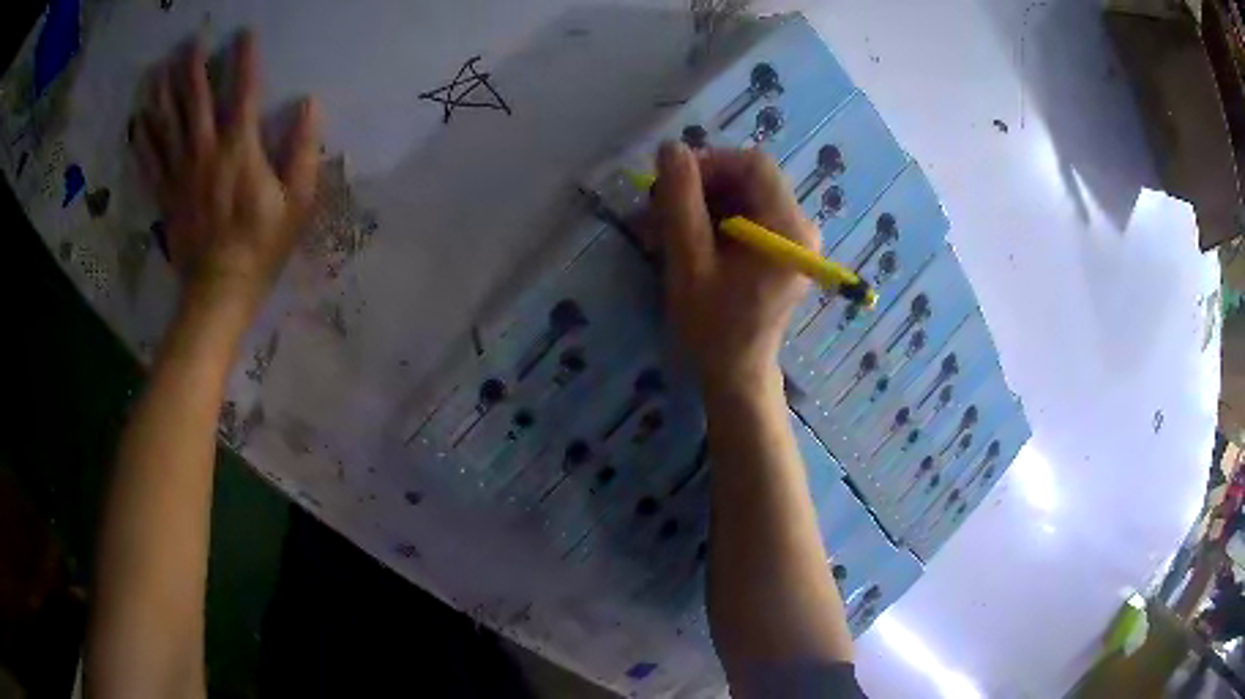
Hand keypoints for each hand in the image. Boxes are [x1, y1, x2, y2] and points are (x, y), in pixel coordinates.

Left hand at [132, 31, 320, 307]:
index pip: (244, 91)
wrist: (219, 290)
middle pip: (196, 101)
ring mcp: (180, 174)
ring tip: (157, 70)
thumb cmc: (262, 245)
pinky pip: (150, 163)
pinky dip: (143, 141)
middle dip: (193, 68)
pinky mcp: (165, 196)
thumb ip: (304, 149)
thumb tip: (309, 103)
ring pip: (168, 126)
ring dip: (162, 95)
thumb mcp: (298, 200)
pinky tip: (138, 122)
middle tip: (189, 42)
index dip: (244, 59)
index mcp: (239, 148)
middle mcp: (205, 151)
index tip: (243, 33)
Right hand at [652, 143, 817, 390]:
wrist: (736, 373)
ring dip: (702, 202)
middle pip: (749, 177)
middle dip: (701, 184)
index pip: (753, 164)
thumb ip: (680, 202)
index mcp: (787, 227)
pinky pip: (747, 215)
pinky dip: (713, 219)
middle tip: (660, 206)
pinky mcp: (781, 249)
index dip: (709, 163)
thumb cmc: (713, 325)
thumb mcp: (689, 262)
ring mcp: (793, 237)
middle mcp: (799, 226)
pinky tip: (685, 238)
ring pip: (744, 194)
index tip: (671, 183)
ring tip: (664, 226)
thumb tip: (670, 148)